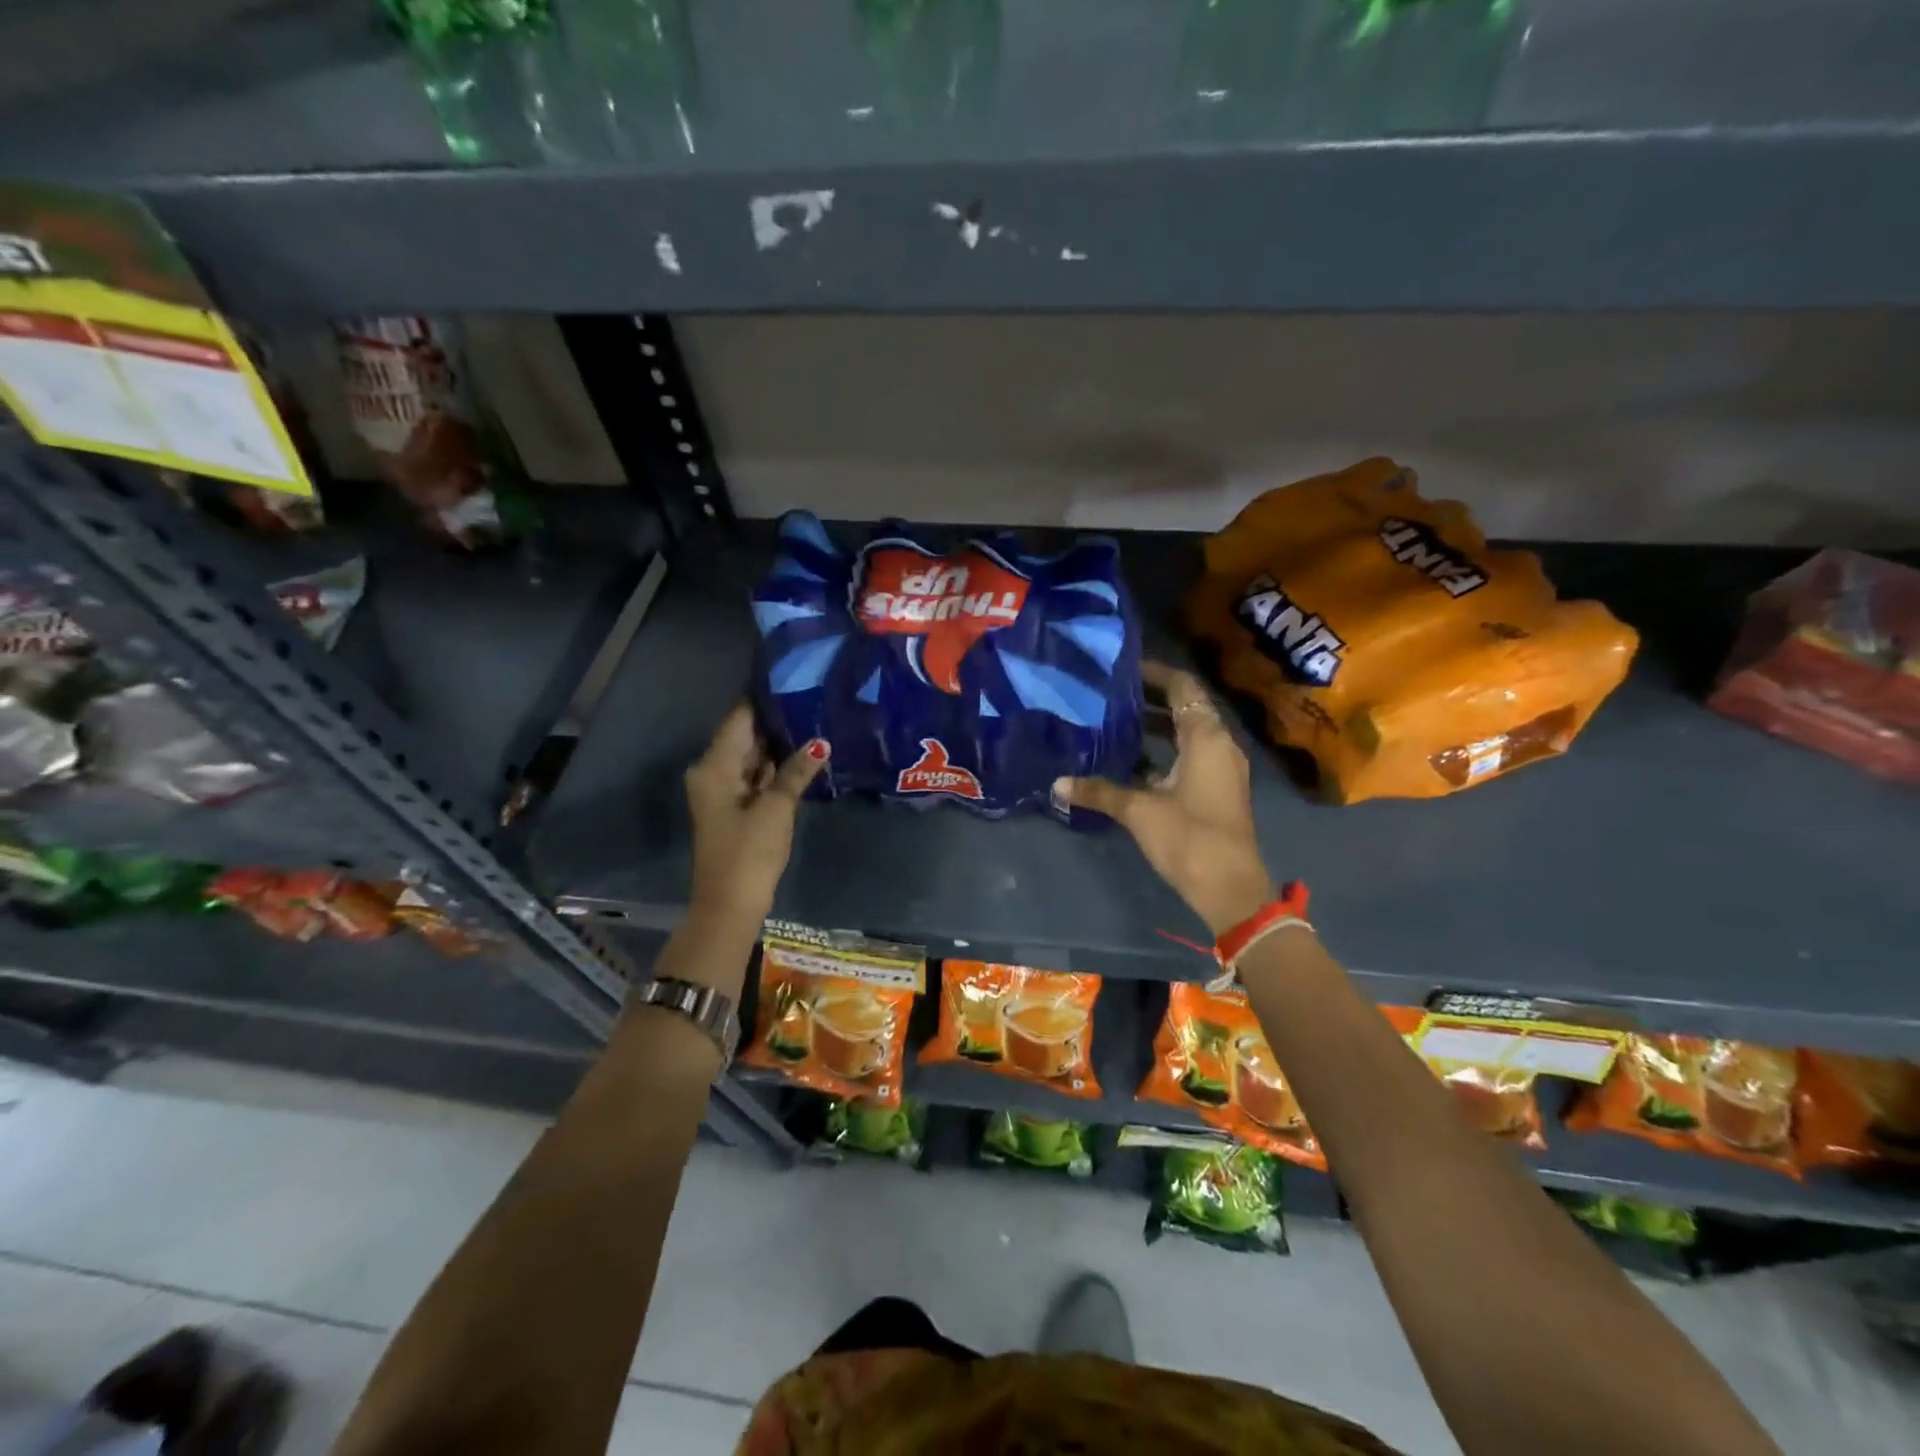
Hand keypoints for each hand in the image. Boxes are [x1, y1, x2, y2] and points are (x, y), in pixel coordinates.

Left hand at [685, 704, 827, 922]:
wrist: (730, 905)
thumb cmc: (749, 853)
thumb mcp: (776, 808)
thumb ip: (796, 771)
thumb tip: (820, 742)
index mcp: (714, 766)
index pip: (739, 718)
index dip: (763, 699)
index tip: (794, 679)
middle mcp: (714, 772)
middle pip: (745, 736)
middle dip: (776, 721)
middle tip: (813, 698)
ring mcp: (724, 791)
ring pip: (752, 756)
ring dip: (779, 744)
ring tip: (814, 719)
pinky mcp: (736, 807)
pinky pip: (756, 776)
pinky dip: (776, 767)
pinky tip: (804, 754)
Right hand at [1055, 662, 1275, 933]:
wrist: (1230, 889)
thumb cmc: (1188, 837)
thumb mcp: (1138, 810)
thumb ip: (1099, 791)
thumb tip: (1057, 784)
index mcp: (1206, 737)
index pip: (1182, 687)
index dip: (1154, 673)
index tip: (1121, 669)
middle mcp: (1219, 745)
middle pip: (1186, 707)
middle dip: (1150, 698)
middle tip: (1110, 693)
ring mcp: (1221, 768)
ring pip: (1187, 733)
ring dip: (1156, 726)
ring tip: (1114, 721)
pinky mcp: (1217, 790)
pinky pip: (1190, 755)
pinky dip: (1164, 751)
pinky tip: (1131, 760)